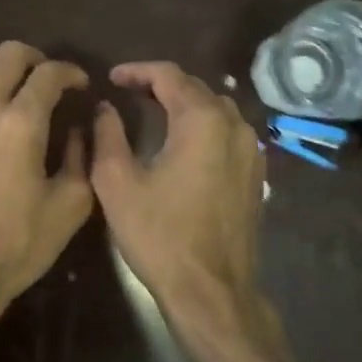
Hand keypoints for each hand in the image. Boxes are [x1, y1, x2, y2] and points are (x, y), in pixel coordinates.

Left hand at [0, 42, 93, 332]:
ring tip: (6, 88)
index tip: (80, 87)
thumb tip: (80, 129)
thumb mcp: (71, 206)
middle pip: (10, 52)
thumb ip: (84, 158)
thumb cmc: (18, 243)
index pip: (50, 73)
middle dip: (36, 60)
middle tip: (46, 82)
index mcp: (23, 122)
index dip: (72, 73)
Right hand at [92, 62, 290, 361]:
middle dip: (161, 84)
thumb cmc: (160, 235)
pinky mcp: (256, 175)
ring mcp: (251, 151)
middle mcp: (234, 126)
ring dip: (185, 103)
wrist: (211, 290)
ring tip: (154, 111)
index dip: (137, 70)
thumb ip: (107, 135)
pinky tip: (184, 142)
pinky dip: (204, 126)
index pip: (169, 75)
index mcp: (202, 120)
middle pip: (197, 88)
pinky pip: (228, 133)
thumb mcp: (117, 183)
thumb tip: (105, 108)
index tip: (112, 78)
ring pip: (217, 109)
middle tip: (128, 92)